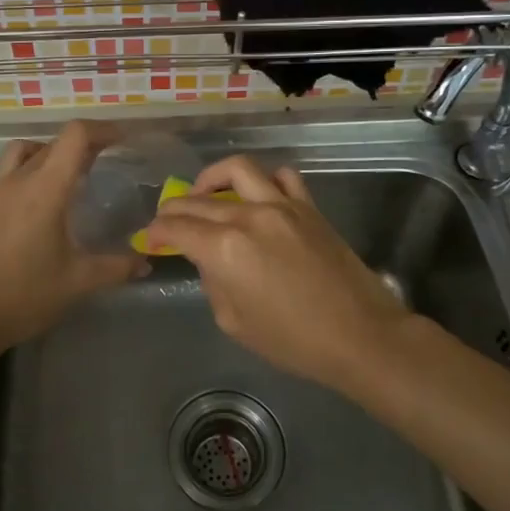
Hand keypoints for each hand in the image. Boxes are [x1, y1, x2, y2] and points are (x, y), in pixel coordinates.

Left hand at [0, 121, 146, 357]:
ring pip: (24, 153)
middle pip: (53, 143)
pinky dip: (30, 173)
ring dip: (50, 154)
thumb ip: (116, 267)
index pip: (74, 136)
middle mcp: (17, 181)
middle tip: (105, 161)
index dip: (101, 130)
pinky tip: (40, 207)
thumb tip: (145, 263)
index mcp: (44, 189)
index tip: (122, 139)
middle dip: (82, 145)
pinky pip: (9, 174)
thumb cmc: (25, 295)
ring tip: (69, 176)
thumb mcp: (78, 282)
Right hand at [143, 156, 413, 393]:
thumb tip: (207, 259)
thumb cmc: (292, 341)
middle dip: (175, 209)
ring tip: (207, 193)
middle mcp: (248, 217)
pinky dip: (264, 180)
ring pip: (238, 169)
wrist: (359, 335)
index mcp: (224, 249)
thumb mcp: (234, 322)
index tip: (150, 238)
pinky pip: (282, 176)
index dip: (157, 232)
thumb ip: (213, 282)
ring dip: (214, 178)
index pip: (177, 228)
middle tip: (168, 221)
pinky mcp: (308, 206)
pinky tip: (258, 196)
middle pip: (199, 200)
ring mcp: (281, 205)